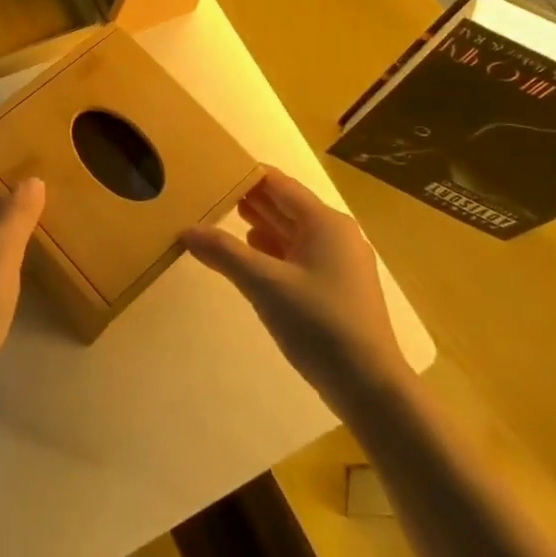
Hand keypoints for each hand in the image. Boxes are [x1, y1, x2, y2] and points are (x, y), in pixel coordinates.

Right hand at [182, 168, 407, 413]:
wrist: (369, 386)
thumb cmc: (319, 324)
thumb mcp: (265, 285)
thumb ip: (225, 253)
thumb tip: (187, 230)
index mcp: (324, 222)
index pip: (278, 184)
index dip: (246, 175)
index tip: (211, 170)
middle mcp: (335, 234)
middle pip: (285, 205)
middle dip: (249, 200)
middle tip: (208, 193)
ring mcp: (338, 261)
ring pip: (291, 232)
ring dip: (259, 224)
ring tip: (220, 218)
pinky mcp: (335, 287)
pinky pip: (298, 255)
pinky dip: (272, 251)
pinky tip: (249, 255)